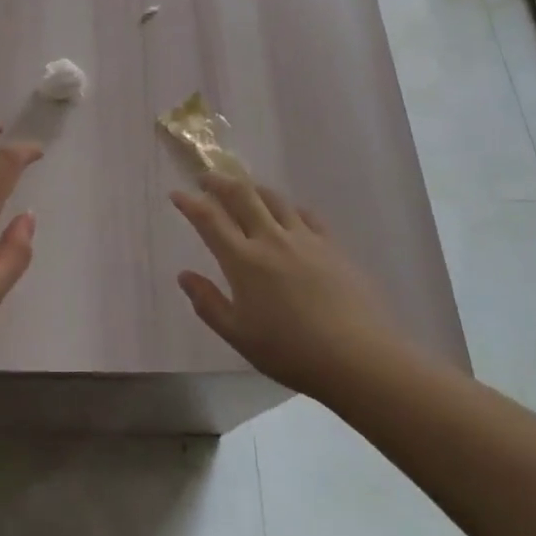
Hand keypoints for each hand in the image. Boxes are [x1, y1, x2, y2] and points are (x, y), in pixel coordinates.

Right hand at [172, 173, 393, 398]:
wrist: (358, 358)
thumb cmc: (291, 352)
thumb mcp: (239, 336)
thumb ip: (208, 303)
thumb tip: (184, 276)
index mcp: (243, 260)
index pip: (210, 219)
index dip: (190, 203)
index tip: (177, 194)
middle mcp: (271, 239)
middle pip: (241, 195)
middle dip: (219, 182)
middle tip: (207, 178)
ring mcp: (304, 238)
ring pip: (273, 198)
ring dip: (253, 188)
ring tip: (244, 189)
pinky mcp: (331, 245)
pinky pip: (305, 214)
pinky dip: (289, 207)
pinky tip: (289, 213)